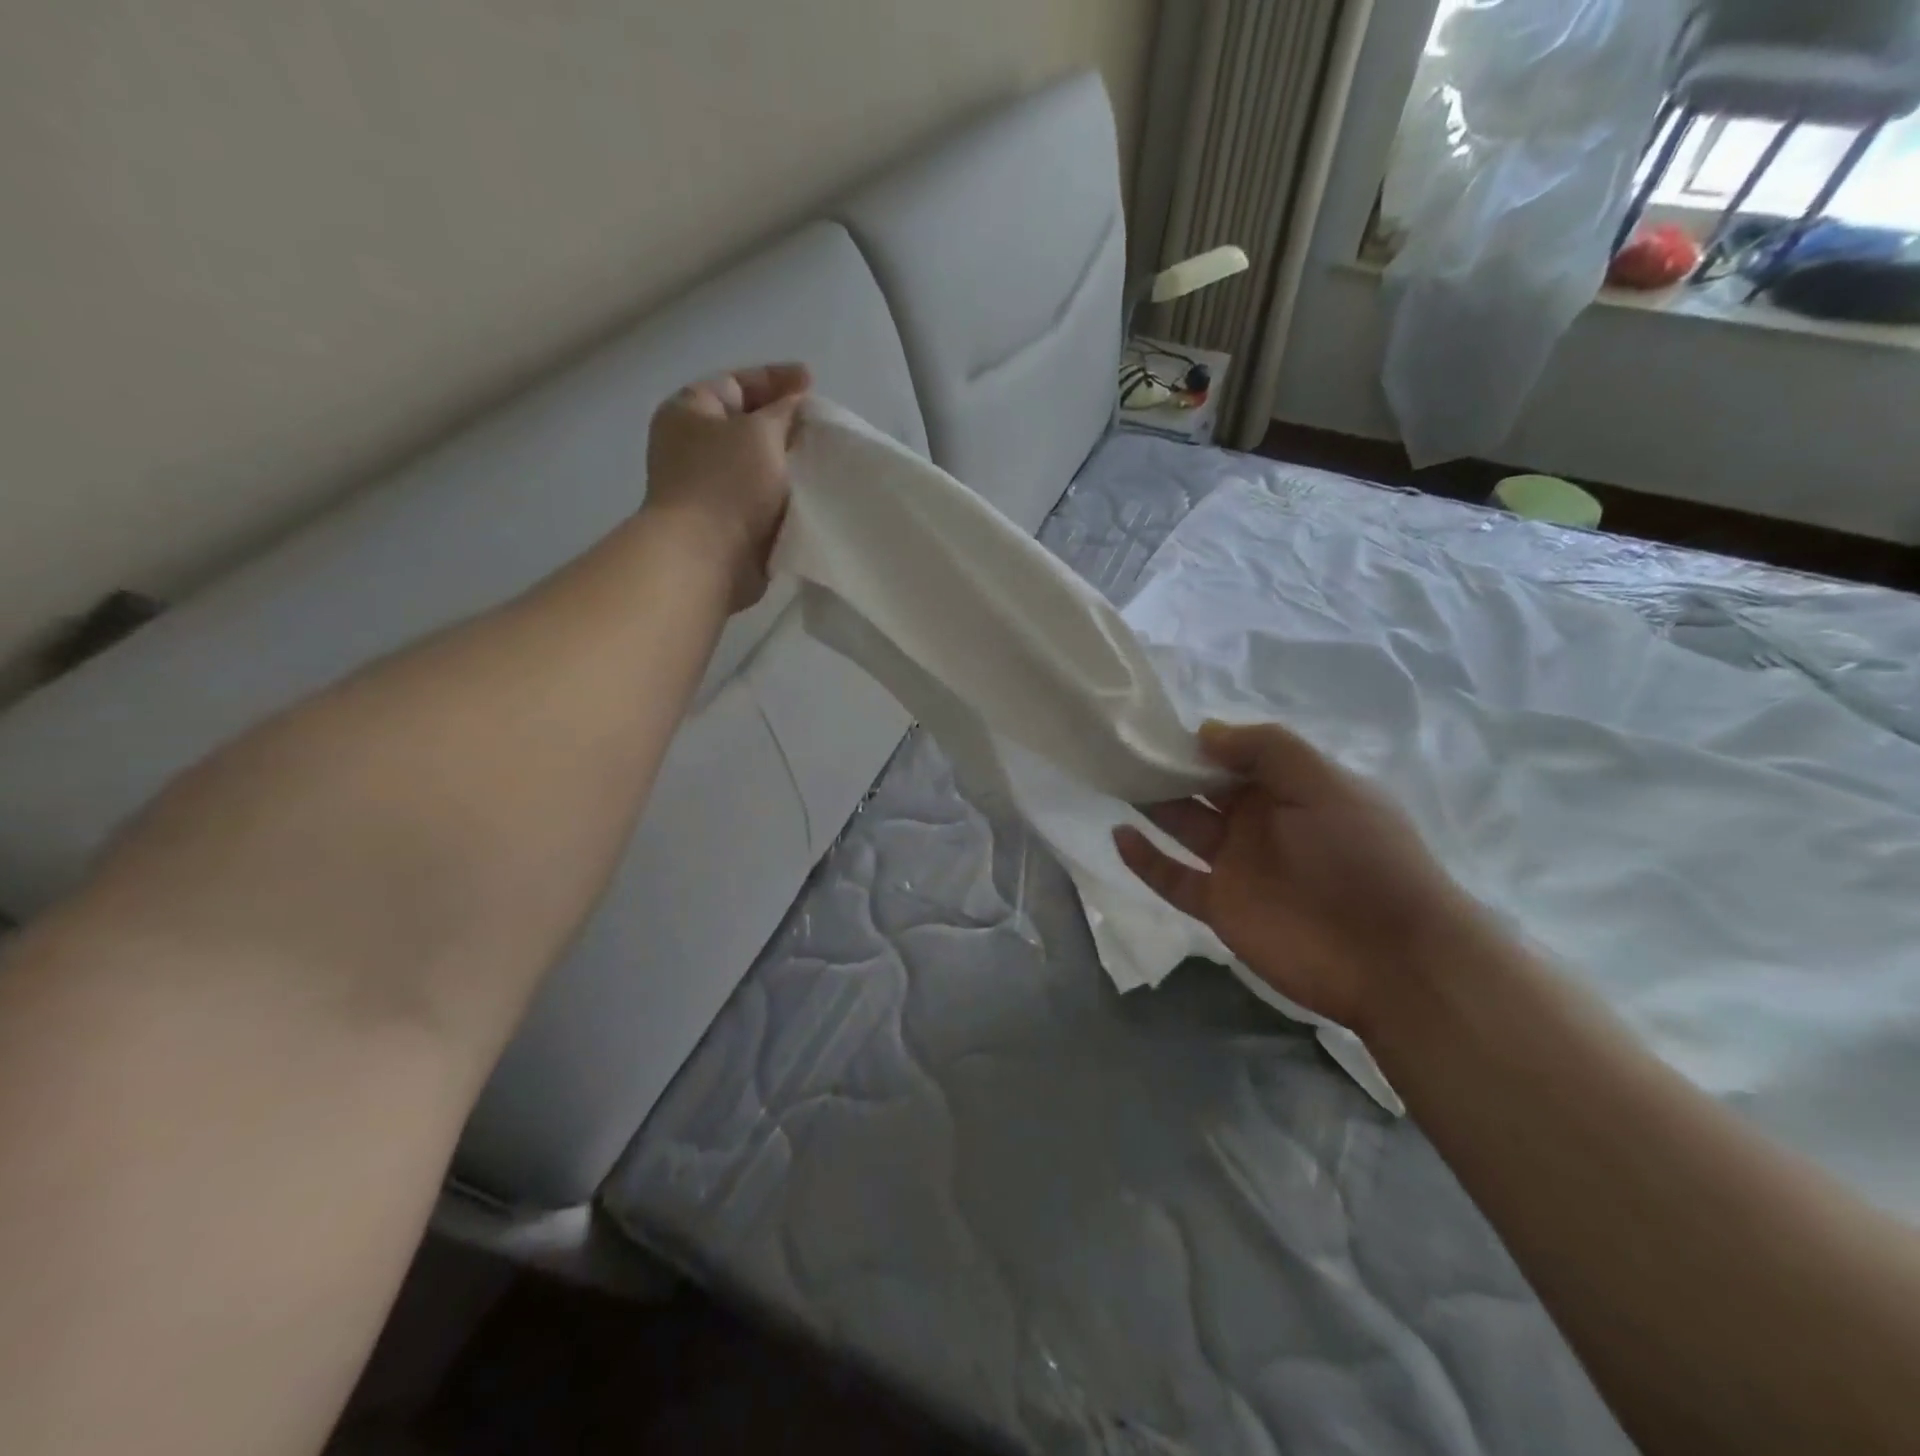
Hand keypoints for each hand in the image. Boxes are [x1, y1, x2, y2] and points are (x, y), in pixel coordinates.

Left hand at [643, 362, 811, 610]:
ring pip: (757, 465)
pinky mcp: (724, 523)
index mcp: (688, 411)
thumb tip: (793, 403)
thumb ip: (782, 411)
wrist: (707, 557)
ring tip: (822, 461)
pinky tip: (810, 495)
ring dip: (787, 465)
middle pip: (746, 424)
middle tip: (821, 426)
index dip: (776, 379)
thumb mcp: (760, 432)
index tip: (813, 383)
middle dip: (784, 425)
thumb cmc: (728, 484)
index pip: (736, 383)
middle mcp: (692, 445)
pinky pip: (760, 500)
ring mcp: (707, 487)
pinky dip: (782, 496)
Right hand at [1114, 720, 1481, 1036]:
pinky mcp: (1220, 906)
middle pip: (1204, 788)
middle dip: (1169, 769)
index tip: (1159, 727)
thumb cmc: (1362, 856)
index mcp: (1290, 788)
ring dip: (1152, 805)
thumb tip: (1204, 731)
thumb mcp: (1325, 784)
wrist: (1393, 957)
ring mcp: (1238, 865)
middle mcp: (1260, 822)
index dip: (1201, 741)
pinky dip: (1146, 860)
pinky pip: (1174, 878)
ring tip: (1114, 779)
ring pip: (1184, 827)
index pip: (1237, 755)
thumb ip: (1266, 749)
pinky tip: (1120, 834)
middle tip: (1124, 750)